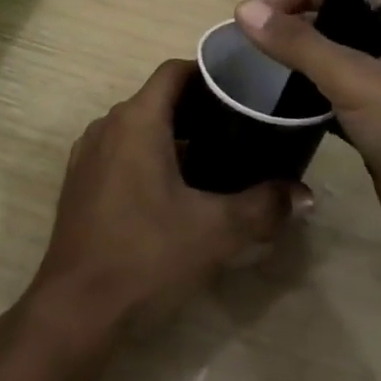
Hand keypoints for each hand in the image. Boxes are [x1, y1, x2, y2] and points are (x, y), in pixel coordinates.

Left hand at [29, 60, 303, 335]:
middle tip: (240, 128)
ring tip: (216, 159)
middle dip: (198, 109)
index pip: (174, 71)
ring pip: (138, 127)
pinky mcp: (80, 182)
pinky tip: (175, 190)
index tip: (241, 89)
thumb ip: (263, 206)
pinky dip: (149, 156)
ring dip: (174, 135)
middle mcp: (107, 125)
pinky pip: (121, 151)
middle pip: (158, 99)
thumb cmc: (147, 255)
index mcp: (137, 120)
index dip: (208, 73)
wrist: (77, 309)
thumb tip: (303, 194)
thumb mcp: (216, 231)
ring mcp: (88, 153)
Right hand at [235, 0, 380, 267]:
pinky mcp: (377, 126)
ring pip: (333, 61)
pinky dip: (308, 96)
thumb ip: (298, 43)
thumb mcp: (354, 79)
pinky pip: (334, 98)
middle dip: (294, 24)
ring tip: (257, 67)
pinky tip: (280, 103)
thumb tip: (243, 9)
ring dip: (299, 61)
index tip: (255, 14)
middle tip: (249, 41)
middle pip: (335, 21)